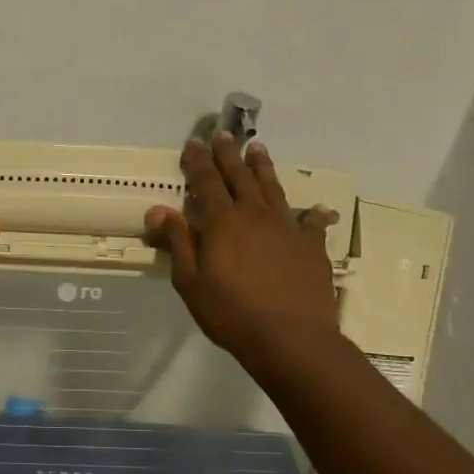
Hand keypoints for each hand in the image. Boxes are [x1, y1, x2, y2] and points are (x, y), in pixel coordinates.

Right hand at [144, 134, 342, 364]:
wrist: (291, 338)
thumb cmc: (231, 313)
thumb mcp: (190, 282)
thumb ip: (177, 242)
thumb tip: (157, 209)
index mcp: (222, 222)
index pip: (206, 182)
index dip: (199, 161)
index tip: (194, 142)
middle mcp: (255, 215)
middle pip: (240, 177)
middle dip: (229, 155)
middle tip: (224, 135)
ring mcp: (287, 228)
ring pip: (273, 189)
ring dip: (263, 168)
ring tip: (258, 149)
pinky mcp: (312, 246)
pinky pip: (311, 223)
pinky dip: (312, 214)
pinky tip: (316, 209)